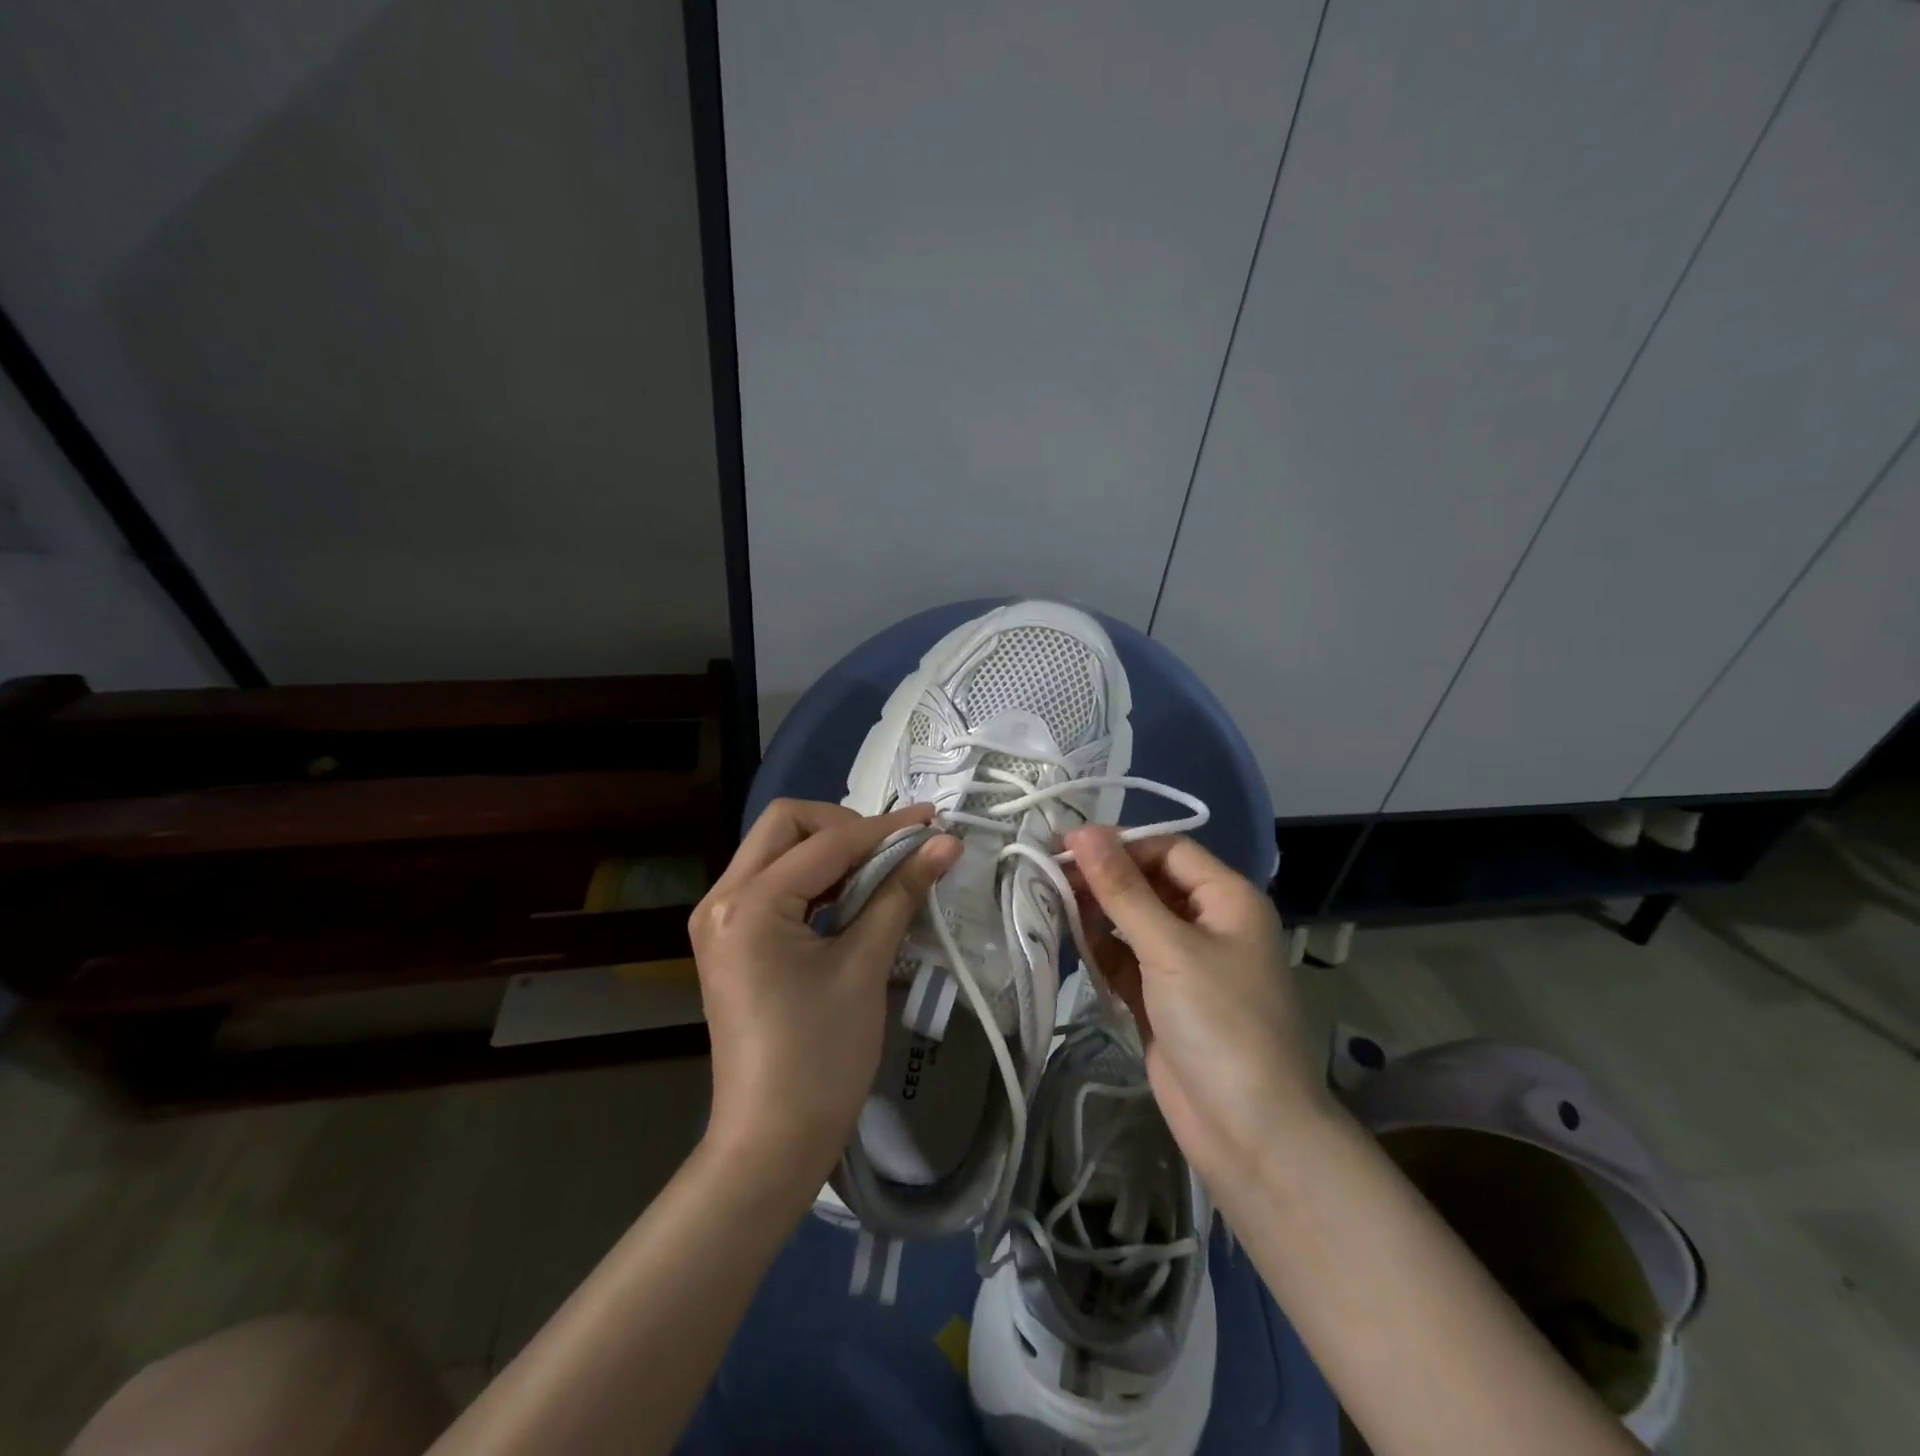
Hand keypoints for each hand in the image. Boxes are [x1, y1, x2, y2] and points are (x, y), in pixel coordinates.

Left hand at [690, 799, 959, 1199]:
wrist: (771, 1142)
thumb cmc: (820, 1057)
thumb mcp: (864, 966)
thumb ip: (901, 892)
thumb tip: (945, 843)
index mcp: (749, 903)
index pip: (826, 843)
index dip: (885, 829)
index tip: (934, 822)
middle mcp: (722, 898)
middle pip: (785, 826)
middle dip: (844, 827)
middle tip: (893, 851)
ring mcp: (720, 919)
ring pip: (778, 851)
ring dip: (830, 851)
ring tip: (882, 870)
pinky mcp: (731, 940)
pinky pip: (773, 884)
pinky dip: (814, 879)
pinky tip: (852, 897)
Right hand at [1064, 826, 1329, 1185]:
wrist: (1249, 1132)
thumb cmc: (1220, 1023)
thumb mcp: (1169, 948)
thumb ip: (1122, 889)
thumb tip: (1082, 831)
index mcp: (1227, 900)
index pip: (1168, 850)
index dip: (1120, 843)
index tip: (1066, 845)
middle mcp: (1208, 924)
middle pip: (1149, 884)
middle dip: (1103, 878)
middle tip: (1048, 874)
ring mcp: (1185, 964)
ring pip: (1134, 921)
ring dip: (1097, 913)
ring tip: (1050, 903)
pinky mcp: (1162, 999)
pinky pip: (1127, 959)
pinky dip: (1101, 950)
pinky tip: (1071, 942)